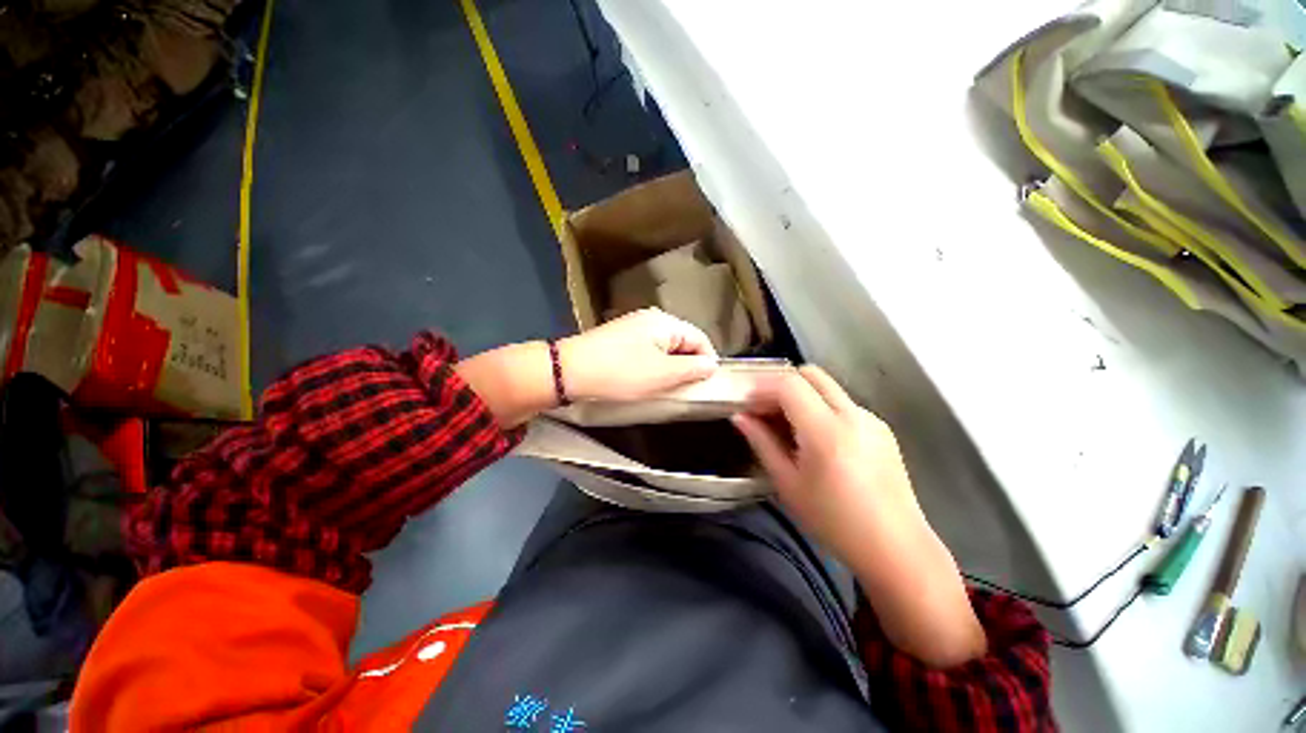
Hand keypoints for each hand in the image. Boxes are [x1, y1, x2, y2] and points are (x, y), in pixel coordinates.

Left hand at [558, 308, 717, 401]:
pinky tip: (645, 380)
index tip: (706, 385)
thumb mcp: (663, 374)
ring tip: (666, 388)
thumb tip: (711, 364)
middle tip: (685, 389)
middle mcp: (651, 319)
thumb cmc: (621, 372)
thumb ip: (692, 369)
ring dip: (670, 368)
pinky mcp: (620, 339)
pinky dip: (653, 366)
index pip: (699, 338)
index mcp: (665, 322)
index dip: (707, 362)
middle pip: (682, 342)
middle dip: (687, 365)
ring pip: (664, 349)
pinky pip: (647, 351)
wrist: (570, 371)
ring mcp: (633, 327)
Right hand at [731, 366, 923, 564]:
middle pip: (811, 374)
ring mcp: (871, 419)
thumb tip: (739, 417)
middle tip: (763, 407)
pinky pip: (842, 403)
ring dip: (801, 395)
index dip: (762, 387)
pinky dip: (820, 407)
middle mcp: (852, 415)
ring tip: (784, 424)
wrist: (896, 548)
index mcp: (827, 431)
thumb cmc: (834, 521)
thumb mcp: (787, 483)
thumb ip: (762, 443)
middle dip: (781, 383)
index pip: (789, 385)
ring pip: (827, 387)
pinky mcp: (881, 428)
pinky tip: (813, 437)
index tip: (746, 402)